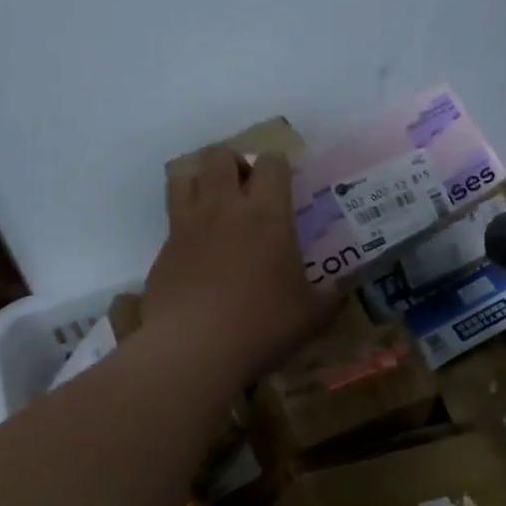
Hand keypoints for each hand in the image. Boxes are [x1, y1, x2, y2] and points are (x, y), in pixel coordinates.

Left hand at [145, 148, 338, 387]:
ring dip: (200, 179)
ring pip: (184, 175)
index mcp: (267, 214)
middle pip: (220, 156)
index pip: (272, 163)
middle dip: (234, 162)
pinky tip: (198, 249)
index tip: (286, 182)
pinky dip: (185, 220)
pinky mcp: (163, 249)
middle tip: (247, 187)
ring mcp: (188, 226)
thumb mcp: (312, 315)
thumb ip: (330, 295)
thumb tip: (342, 288)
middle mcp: (224, 208)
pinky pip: (171, 217)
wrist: (193, 349)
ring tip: (215, 203)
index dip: (280, 164)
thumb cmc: (262, 325)